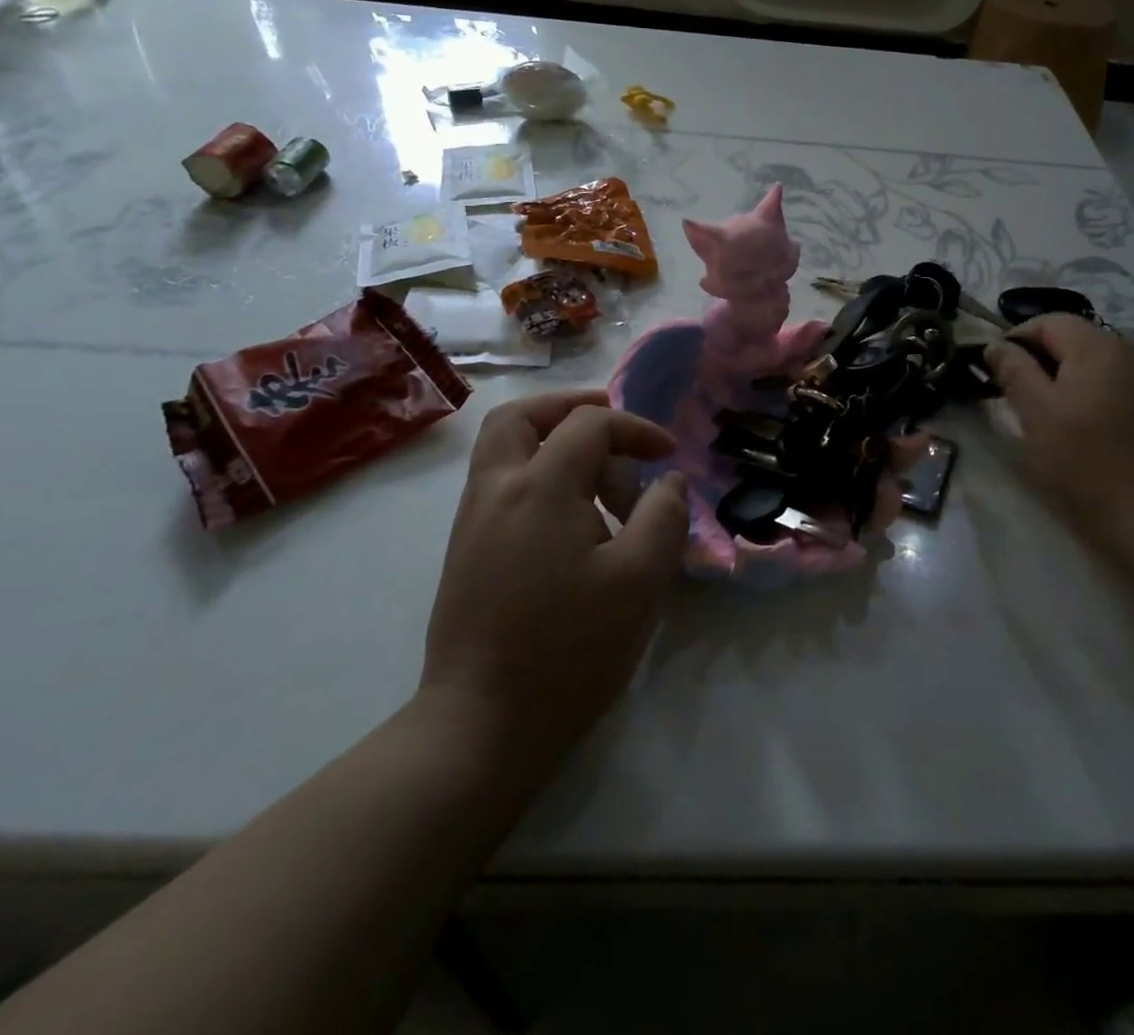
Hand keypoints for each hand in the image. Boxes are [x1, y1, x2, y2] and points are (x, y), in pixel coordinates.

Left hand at [420, 390, 687, 767]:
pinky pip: (499, 484)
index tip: (668, 456)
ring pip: (502, 448)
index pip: (589, 424)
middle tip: (611, 425)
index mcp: (539, 486)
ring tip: (598, 472)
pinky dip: (536, 473)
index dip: (636, 429)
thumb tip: (668, 481)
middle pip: (520, 415)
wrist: (482, 726)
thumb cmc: (570, 648)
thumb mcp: (641, 579)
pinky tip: (571, 517)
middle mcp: (496, 489)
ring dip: (550, 440)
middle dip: (570, 408)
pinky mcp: (465, 552)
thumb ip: (664, 515)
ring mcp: (472, 521)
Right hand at [985, 315, 1133, 550]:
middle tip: (1020, 399)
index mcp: (1099, 347)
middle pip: (1077, 340)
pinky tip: (1092, 431)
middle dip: (1044, 361)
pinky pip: (1122, 386)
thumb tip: (997, 345)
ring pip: (1100, 365)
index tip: (996, 372)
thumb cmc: (1086, 465)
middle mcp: (1133, 352)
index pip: (1049, 321)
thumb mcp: (1036, 415)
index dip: (1017, 339)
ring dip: (1071, 379)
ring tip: (1055, 418)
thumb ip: (1014, 371)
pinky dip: (1098, 396)